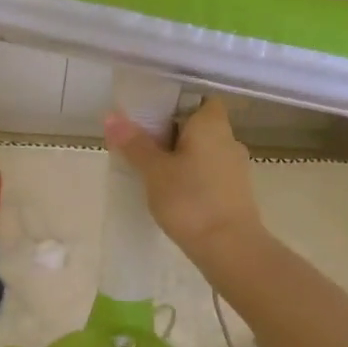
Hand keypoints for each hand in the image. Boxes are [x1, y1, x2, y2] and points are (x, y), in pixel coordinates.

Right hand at [104, 97, 262, 261]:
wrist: (230, 248)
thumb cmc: (190, 200)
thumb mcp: (154, 171)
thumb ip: (134, 143)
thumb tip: (111, 116)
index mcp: (212, 124)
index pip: (198, 99)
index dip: (175, 104)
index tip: (151, 118)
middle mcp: (229, 139)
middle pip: (198, 126)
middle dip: (172, 134)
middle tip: (142, 146)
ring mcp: (236, 167)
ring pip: (203, 152)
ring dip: (182, 158)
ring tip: (152, 173)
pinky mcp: (236, 192)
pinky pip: (209, 174)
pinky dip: (192, 178)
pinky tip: (173, 195)